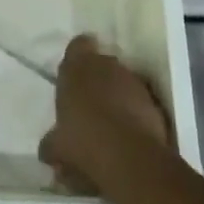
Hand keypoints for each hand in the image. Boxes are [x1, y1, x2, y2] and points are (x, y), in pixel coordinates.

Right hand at [39, 35, 171, 194]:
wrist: (130, 158)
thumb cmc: (83, 140)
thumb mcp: (57, 147)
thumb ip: (52, 142)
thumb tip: (48, 148)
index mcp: (77, 66)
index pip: (78, 45)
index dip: (78, 57)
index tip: (75, 75)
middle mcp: (107, 65)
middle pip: (103, 64)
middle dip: (98, 79)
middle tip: (90, 104)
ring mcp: (134, 82)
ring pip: (124, 82)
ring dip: (118, 97)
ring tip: (111, 124)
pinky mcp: (155, 103)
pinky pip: (141, 103)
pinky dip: (136, 114)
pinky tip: (129, 137)